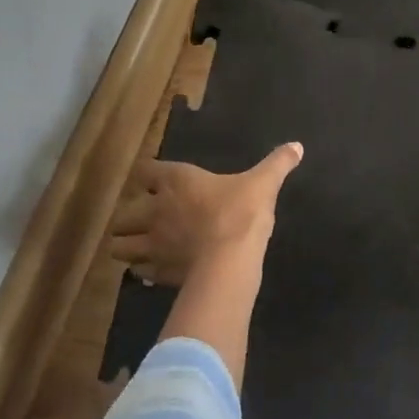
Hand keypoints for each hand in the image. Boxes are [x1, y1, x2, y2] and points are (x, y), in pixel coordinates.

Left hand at [109, 143, 303, 286]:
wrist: (230, 260)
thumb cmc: (241, 213)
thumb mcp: (263, 183)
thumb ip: (278, 163)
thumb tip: (297, 146)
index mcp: (176, 182)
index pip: (144, 171)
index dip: (148, 176)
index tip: (157, 181)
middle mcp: (155, 210)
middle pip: (123, 213)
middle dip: (130, 217)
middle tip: (146, 220)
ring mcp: (152, 244)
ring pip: (120, 246)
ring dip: (129, 245)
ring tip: (143, 247)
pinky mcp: (157, 272)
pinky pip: (138, 272)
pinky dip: (143, 271)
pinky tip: (156, 269)